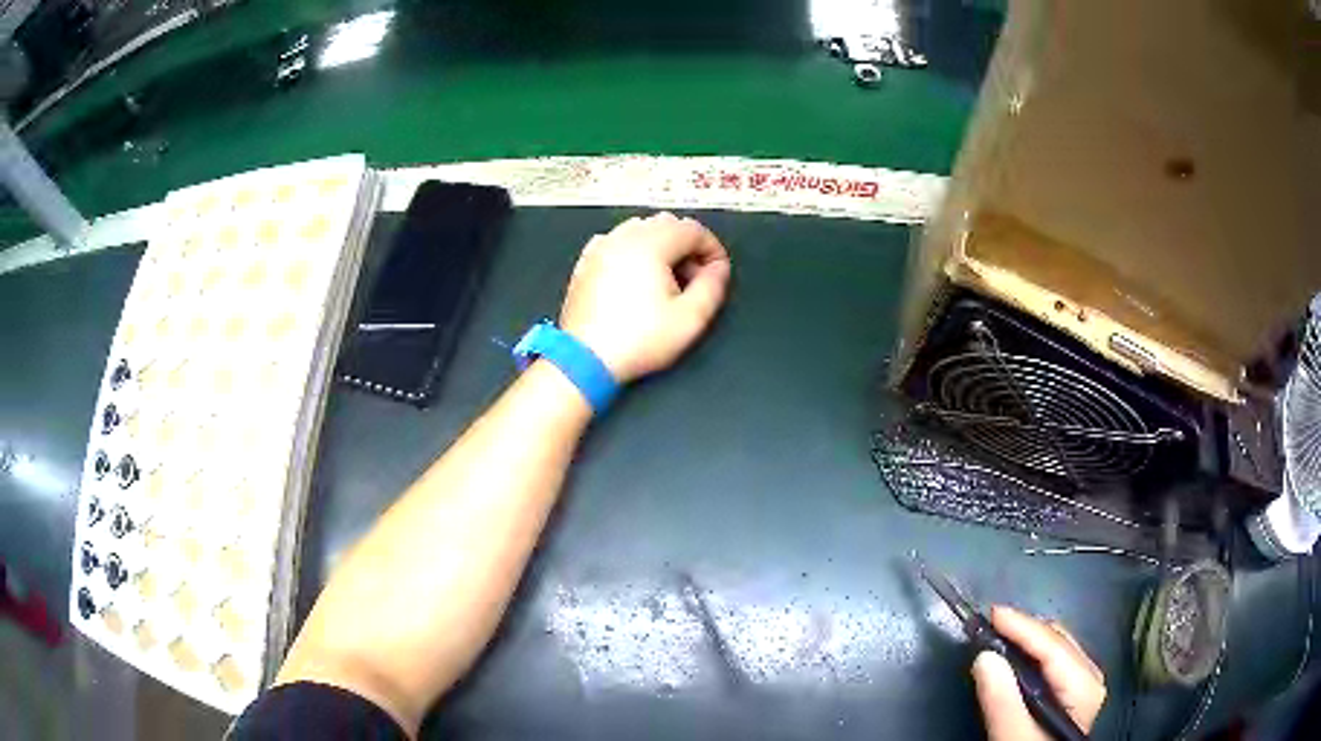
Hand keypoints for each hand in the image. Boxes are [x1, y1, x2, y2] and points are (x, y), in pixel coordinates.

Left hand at [560, 212, 731, 382]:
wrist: (585, 358)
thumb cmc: (640, 339)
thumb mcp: (690, 319)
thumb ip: (712, 286)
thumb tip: (718, 267)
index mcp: (651, 244)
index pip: (693, 229)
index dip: (712, 248)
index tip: (717, 273)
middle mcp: (623, 236)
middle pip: (666, 224)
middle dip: (687, 246)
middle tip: (693, 279)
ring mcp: (600, 246)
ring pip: (640, 228)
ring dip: (660, 245)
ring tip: (665, 279)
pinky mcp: (585, 262)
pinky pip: (616, 242)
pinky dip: (632, 250)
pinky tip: (635, 277)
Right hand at [972, 606, 1106, 740]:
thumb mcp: (1013, 736)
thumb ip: (1002, 701)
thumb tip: (984, 656)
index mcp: (1084, 685)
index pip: (1052, 645)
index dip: (1022, 626)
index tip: (991, 614)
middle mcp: (1090, 676)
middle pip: (1057, 640)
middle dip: (1023, 630)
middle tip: (988, 627)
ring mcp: (1084, 683)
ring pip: (1055, 646)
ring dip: (1026, 640)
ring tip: (997, 637)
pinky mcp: (1073, 692)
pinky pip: (1053, 659)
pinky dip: (1032, 653)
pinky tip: (1014, 657)